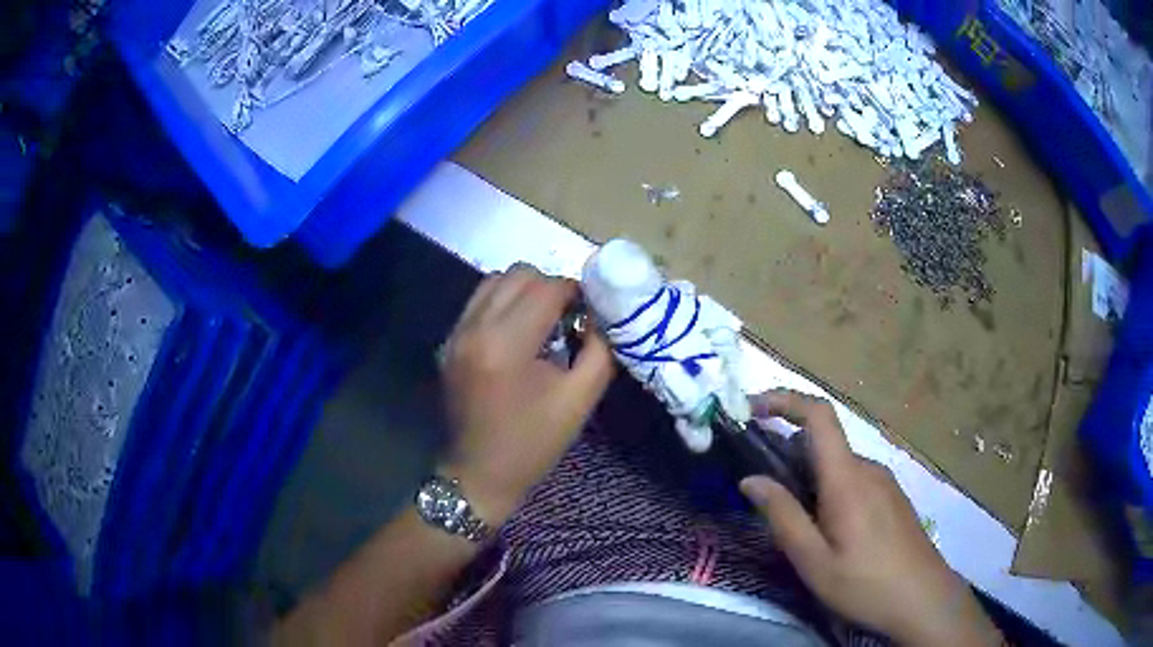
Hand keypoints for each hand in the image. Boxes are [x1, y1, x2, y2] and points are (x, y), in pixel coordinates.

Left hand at [440, 265, 614, 525]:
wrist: (478, 474)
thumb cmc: (533, 443)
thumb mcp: (580, 399)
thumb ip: (600, 349)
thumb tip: (600, 314)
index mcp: (506, 344)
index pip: (546, 287)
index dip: (575, 292)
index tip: (589, 312)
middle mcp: (475, 328)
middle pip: (519, 274)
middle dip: (550, 287)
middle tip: (568, 317)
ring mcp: (456, 332)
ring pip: (495, 280)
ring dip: (525, 291)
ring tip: (542, 322)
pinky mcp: (449, 341)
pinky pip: (479, 300)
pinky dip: (503, 303)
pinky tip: (517, 332)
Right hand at [740, 390, 1001, 645]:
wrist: (924, 599)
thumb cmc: (865, 584)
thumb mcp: (814, 560)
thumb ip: (782, 516)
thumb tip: (750, 479)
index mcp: (848, 478)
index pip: (819, 416)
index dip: (784, 400)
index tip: (751, 409)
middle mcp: (869, 468)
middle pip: (824, 444)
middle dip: (788, 456)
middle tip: (762, 495)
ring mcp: (885, 482)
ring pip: (839, 466)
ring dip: (810, 479)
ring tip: (795, 524)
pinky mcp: (893, 498)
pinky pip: (855, 481)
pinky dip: (831, 490)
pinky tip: (829, 531)